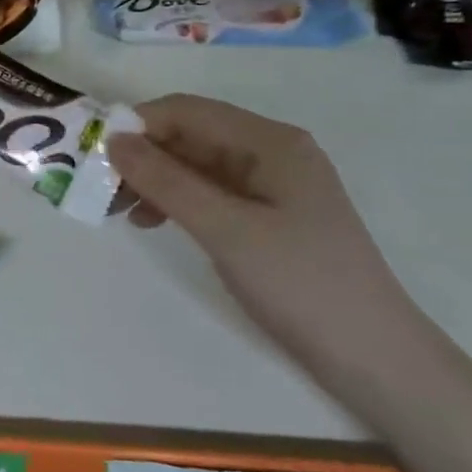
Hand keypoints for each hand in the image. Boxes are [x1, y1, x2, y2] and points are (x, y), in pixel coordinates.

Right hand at [108, 95, 424, 398]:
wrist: (376, 360)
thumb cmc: (301, 284)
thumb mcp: (226, 229)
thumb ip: (166, 181)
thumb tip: (113, 140)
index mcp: (269, 141)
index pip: (187, 111)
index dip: (138, 124)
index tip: (95, 154)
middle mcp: (271, 152)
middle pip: (191, 135)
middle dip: (143, 155)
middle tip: (102, 189)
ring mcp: (272, 185)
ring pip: (197, 165)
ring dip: (156, 179)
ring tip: (122, 211)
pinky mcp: (270, 216)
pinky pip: (211, 192)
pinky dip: (178, 200)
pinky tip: (155, 221)